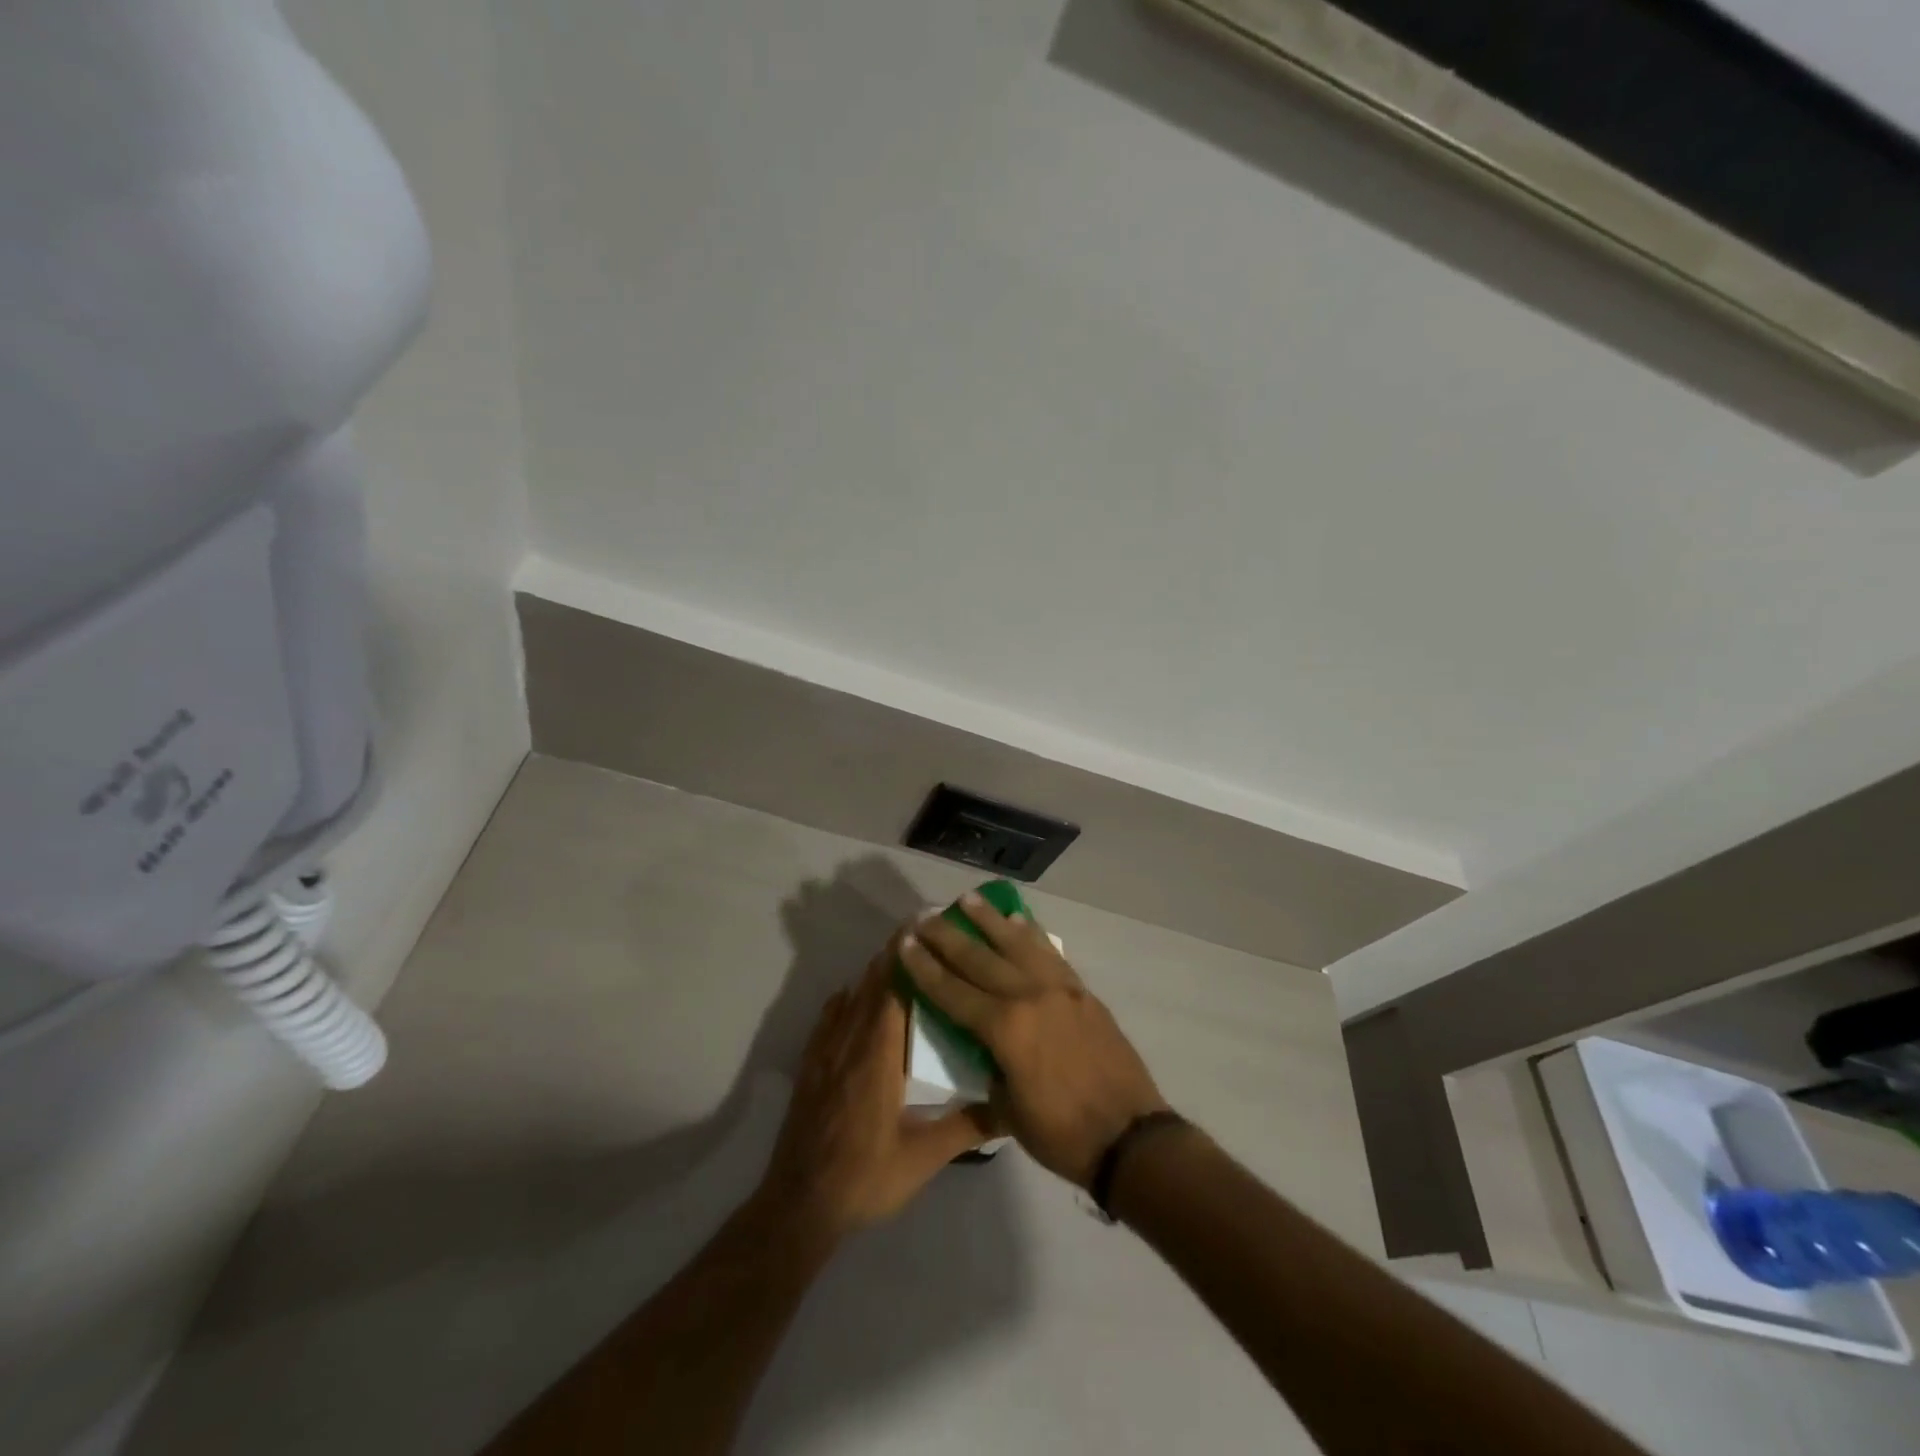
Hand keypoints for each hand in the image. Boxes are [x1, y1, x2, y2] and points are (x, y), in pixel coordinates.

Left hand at [757, 944, 996, 1245]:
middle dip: (895, 955)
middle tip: (924, 934)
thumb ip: (967, 1127)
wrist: (800, 1206)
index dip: (908, 954)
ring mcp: (825, 1053)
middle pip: (871, 983)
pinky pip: (828, 1018)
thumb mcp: (923, 1158)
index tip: (926, 926)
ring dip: (873, 974)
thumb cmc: (866, 1178)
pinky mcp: (811, 1067)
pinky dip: (846, 999)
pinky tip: (853, 997)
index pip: (892, 988)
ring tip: (899, 958)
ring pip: (850, 998)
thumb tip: (1010, 1105)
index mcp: (878, 1056)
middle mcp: (850, 1043)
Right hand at [899, 893, 1168, 1187]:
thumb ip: (990, 1066)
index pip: (952, 991)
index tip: (904, 941)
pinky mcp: (1082, 991)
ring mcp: (1059, 989)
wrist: (1131, 1136)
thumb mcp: (1008, 1111)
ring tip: (968, 899)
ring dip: (990, 920)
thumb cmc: (1062, 1134)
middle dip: (947, 935)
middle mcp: (1029, 996)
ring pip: (1017, 944)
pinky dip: (1032, 934)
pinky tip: (1020, 920)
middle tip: (925, 915)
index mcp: (1005, 1029)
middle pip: (979, 958)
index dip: (924, 967)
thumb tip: (982, 1043)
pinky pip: (1050, 954)